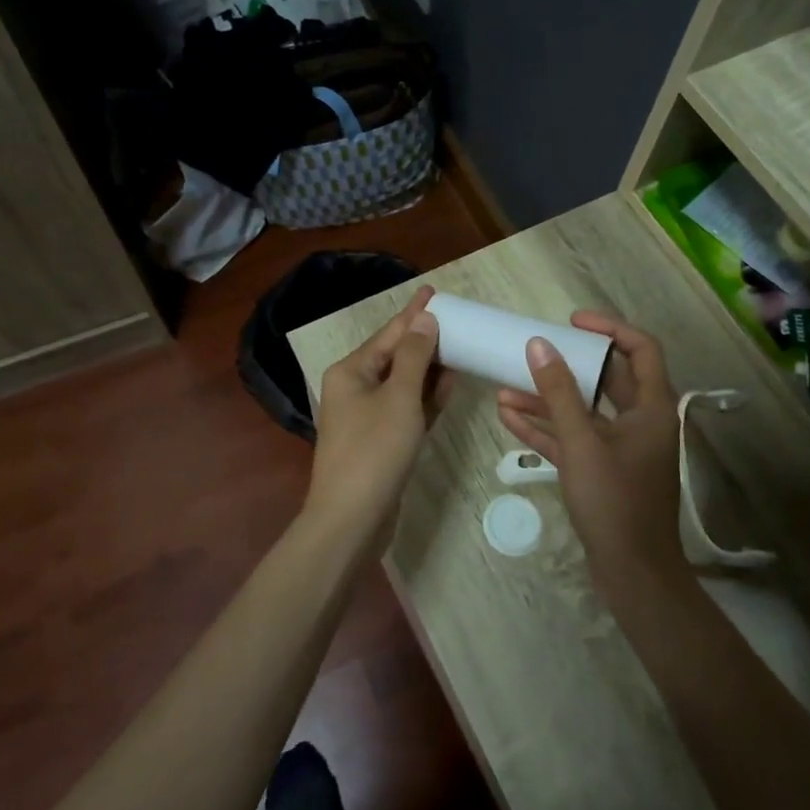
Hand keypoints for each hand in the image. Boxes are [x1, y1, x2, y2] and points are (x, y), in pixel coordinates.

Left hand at [308, 288, 449, 538]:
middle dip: (424, 340)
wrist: (352, 519)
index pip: (389, 333)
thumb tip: (424, 319)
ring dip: (428, 368)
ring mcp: (366, 416)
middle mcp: (354, 388)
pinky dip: (426, 398)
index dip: (414, 312)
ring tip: (459, 348)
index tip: (435, 290)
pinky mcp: (379, 440)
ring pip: (402, 383)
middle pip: (395, 355)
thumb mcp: (399, 398)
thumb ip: (414, 357)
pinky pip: (405, 408)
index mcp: (351, 371)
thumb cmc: (374, 451)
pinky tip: (448, 386)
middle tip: (456, 321)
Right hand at [495, 312, 685, 587]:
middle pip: (606, 379)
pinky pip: (573, 438)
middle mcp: (640, 421)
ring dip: (547, 399)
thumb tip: (539, 344)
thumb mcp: (582, 442)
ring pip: (583, 411)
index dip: (609, 328)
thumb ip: (559, 393)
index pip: (640, 349)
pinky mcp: (602, 471)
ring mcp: (620, 448)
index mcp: (652, 407)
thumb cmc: (615, 501)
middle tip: (535, 350)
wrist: (633, 574)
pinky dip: (546, 428)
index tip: (572, 321)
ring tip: (505, 387)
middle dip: (568, 365)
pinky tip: (509, 416)